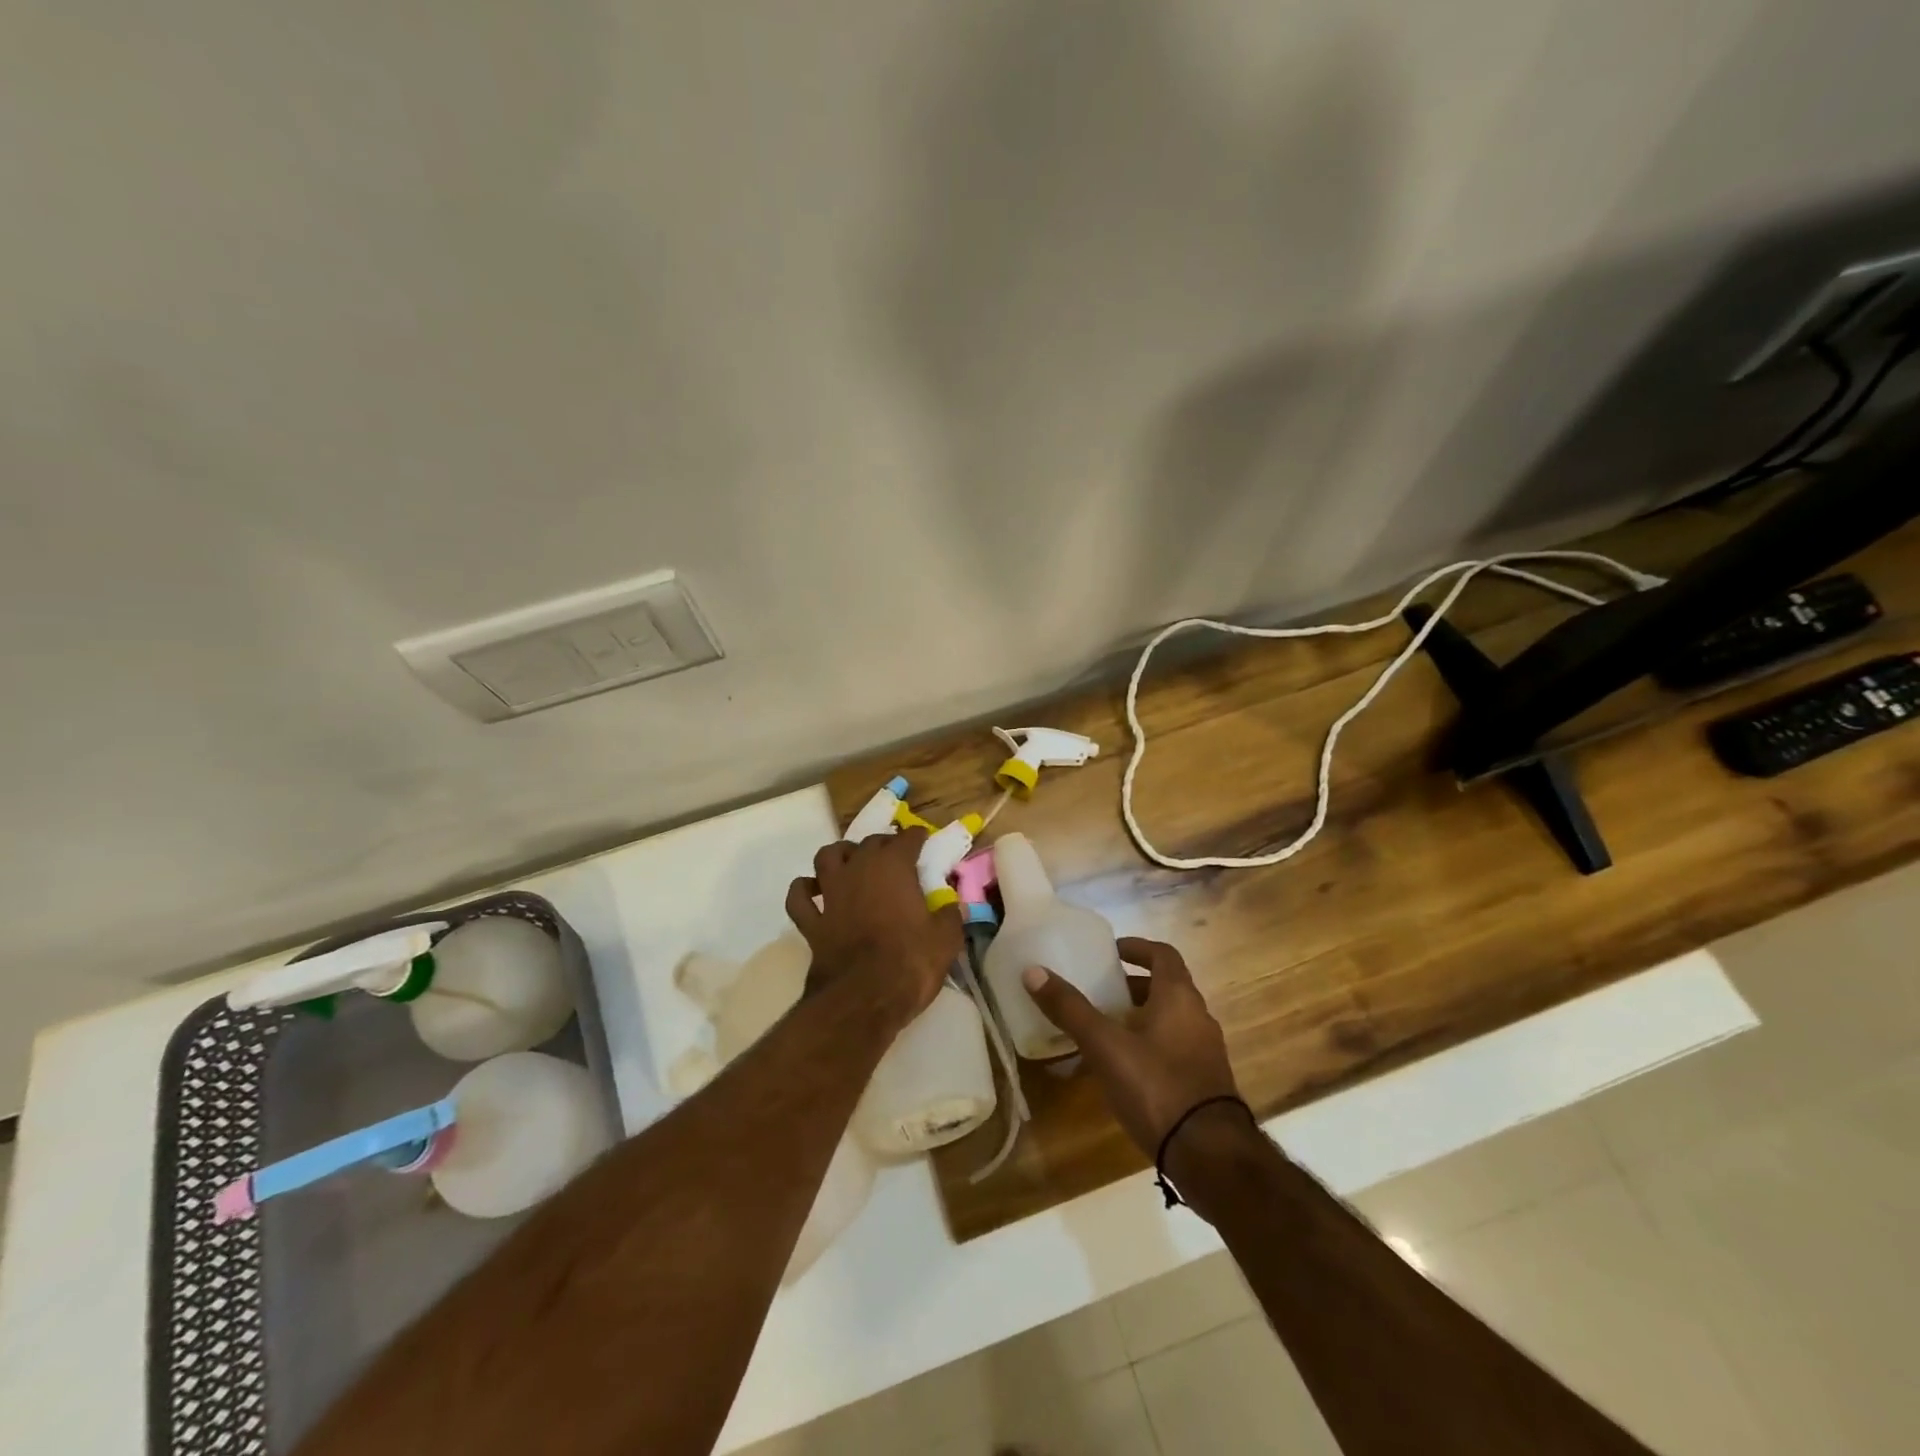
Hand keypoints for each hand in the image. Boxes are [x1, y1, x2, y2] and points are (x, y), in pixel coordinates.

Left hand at [785, 827, 960, 1023]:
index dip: (916, 837)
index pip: (906, 839)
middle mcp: (858, 870)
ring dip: (839, 855)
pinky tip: (813, 892)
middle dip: (882, 844)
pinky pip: (799, 897)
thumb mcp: (945, 940)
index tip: (922, 839)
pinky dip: (804, 890)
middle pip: (868, 843)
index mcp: (894, 867)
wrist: (863, 998)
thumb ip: (949, 917)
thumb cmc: (910, 963)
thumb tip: (952, 906)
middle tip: (894, 854)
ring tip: (849, 861)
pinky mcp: (811, 922)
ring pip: (826, 857)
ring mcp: (831, 894)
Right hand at [1021, 937, 1239, 1155]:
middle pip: (1166, 987)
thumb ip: (1070, 1009)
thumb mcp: (1105, 1046)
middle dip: (1133, 985)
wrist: (1210, 1156)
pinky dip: (1150, 1045)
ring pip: (1171, 1019)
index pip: (1163, 954)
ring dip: (1141, 1017)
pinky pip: (1174, 1049)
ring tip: (1106, 1030)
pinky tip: (1124, 1069)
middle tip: (1100, 992)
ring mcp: (1205, 1052)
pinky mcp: (1205, 1082)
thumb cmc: (1156, 1086)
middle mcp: (1198, 1017)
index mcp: (1179, 997)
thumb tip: (1033, 971)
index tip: (1111, 952)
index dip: (1137, 948)